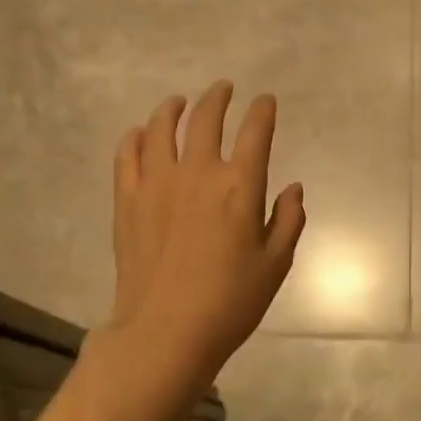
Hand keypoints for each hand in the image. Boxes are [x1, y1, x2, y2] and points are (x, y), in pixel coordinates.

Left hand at [103, 80, 305, 396]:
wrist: (165, 332)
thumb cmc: (230, 302)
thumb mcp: (275, 265)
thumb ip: (288, 220)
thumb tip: (293, 188)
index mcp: (239, 186)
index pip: (255, 133)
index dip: (262, 111)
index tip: (265, 101)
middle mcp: (197, 173)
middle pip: (206, 119)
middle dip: (218, 98)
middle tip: (223, 89)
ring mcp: (157, 183)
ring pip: (161, 128)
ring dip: (173, 108)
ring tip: (178, 101)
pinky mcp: (127, 199)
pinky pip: (127, 155)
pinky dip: (135, 137)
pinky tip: (139, 134)